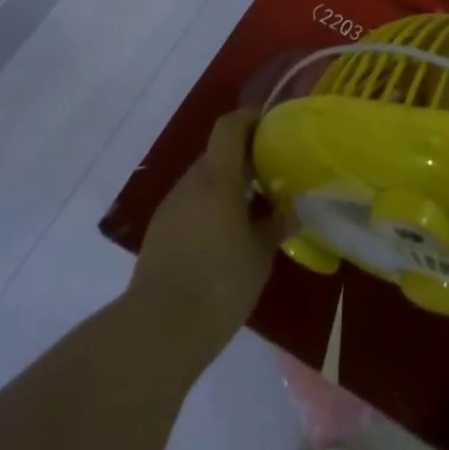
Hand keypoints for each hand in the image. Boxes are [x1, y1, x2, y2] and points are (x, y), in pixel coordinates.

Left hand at [126, 109, 292, 365]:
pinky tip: (226, 238)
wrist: (158, 330)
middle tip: (271, 176)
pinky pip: (190, 206)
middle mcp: (190, 184)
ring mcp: (170, 209)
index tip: (271, 126)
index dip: (249, 119)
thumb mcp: (260, 256)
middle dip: (244, 159)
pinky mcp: (159, 234)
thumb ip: (275, 227)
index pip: (229, 127)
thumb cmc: (219, 283)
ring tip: (253, 210)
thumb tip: (290, 213)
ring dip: (227, 187)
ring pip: (203, 182)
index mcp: (217, 179)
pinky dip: (210, 209)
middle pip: (217, 154)